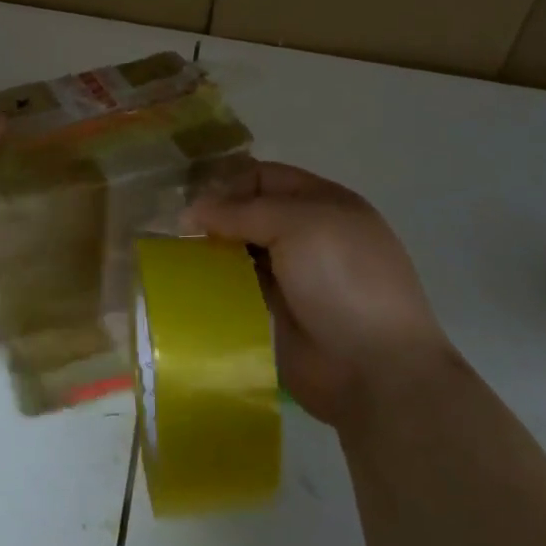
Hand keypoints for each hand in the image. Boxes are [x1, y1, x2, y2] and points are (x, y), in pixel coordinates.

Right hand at [184, 162, 452, 430]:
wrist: (373, 368)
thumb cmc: (343, 281)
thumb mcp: (299, 225)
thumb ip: (243, 211)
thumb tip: (192, 211)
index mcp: (322, 203)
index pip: (264, 177)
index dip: (228, 183)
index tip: (191, 202)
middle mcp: (305, 235)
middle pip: (248, 214)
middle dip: (213, 218)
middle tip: (173, 231)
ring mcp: (290, 277)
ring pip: (238, 252)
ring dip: (209, 252)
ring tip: (172, 257)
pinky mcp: (273, 314)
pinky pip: (235, 289)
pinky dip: (213, 285)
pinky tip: (187, 287)